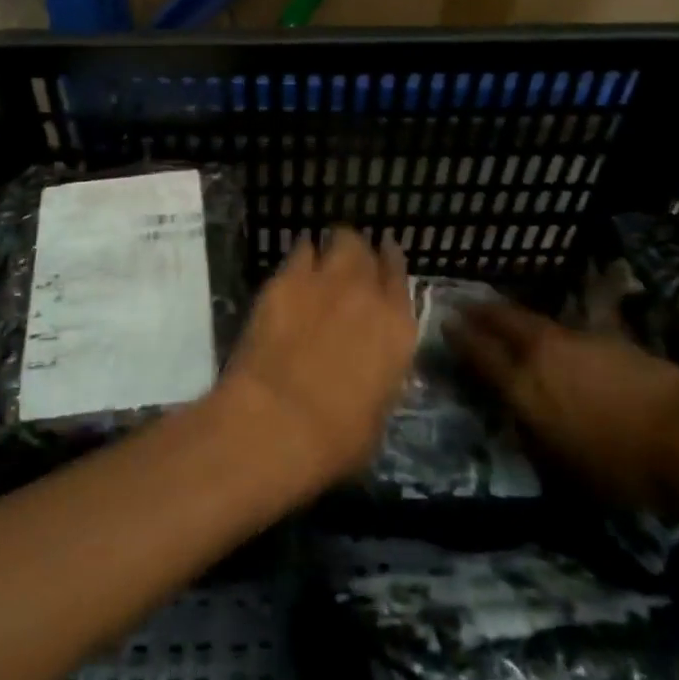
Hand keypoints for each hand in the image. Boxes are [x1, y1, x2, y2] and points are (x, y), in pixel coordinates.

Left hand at [214, 229, 417, 496]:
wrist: (278, 420)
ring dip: (332, 247)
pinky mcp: (286, 278)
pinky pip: (300, 250)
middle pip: (368, 251)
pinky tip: (293, 267)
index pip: (400, 278)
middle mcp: (368, 293)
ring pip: (339, 240)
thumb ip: (379, 376)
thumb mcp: (376, 414)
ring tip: (321, 257)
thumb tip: (368, 370)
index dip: (390, 265)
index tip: (383, 259)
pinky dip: (301, 255)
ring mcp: (326, 280)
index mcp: (398, 330)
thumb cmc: (335, 439)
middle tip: (348, 265)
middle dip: (359, 253)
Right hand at [445, 301, 678, 509]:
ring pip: (531, 319)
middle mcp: (541, 354)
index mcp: (525, 388)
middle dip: (480, 312)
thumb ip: (538, 440)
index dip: (459, 338)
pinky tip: (553, 335)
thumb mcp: (571, 472)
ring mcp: (574, 340)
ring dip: (511, 315)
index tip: (444, 325)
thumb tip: (521, 422)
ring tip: (500, 314)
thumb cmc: (627, 465)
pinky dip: (548, 328)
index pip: (480, 354)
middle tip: (465, 305)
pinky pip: (563, 326)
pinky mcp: (606, 337)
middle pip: (501, 321)